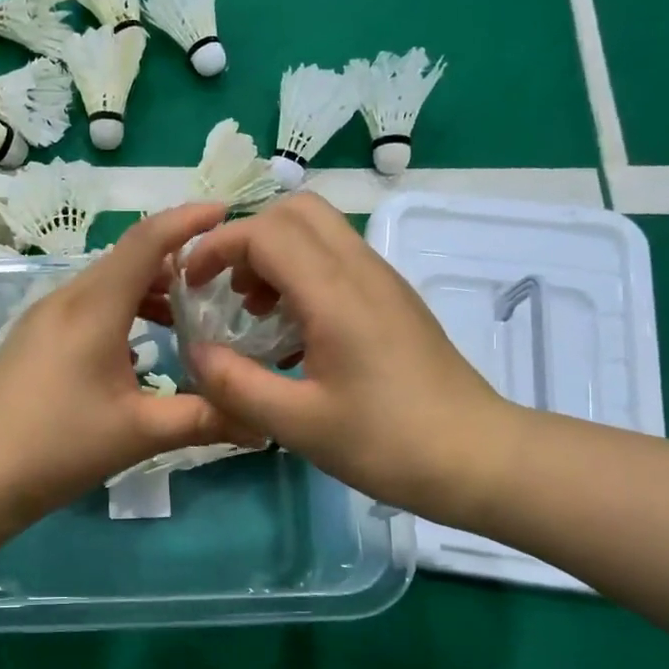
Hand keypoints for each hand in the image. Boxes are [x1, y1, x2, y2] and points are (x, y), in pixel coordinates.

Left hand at [0, 204, 257, 526]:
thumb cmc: (58, 448)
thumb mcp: (139, 433)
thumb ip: (204, 419)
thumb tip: (263, 425)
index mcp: (93, 308)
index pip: (147, 242)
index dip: (187, 220)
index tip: (225, 212)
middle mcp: (66, 299)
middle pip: (127, 259)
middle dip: (174, 260)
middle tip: (219, 279)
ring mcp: (42, 317)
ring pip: (105, 283)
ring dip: (146, 289)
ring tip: (184, 317)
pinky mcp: (31, 338)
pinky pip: (85, 305)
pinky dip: (121, 309)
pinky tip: (137, 347)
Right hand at [177, 193, 525, 524]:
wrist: (477, 456)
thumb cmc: (386, 442)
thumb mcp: (298, 424)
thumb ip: (235, 385)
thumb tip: (194, 351)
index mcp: (335, 294)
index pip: (265, 231)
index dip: (217, 247)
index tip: (191, 285)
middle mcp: (361, 270)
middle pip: (295, 211)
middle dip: (246, 239)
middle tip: (226, 290)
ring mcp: (382, 280)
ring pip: (319, 231)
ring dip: (274, 255)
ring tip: (253, 312)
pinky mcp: (393, 299)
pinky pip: (337, 259)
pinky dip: (300, 274)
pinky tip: (292, 332)